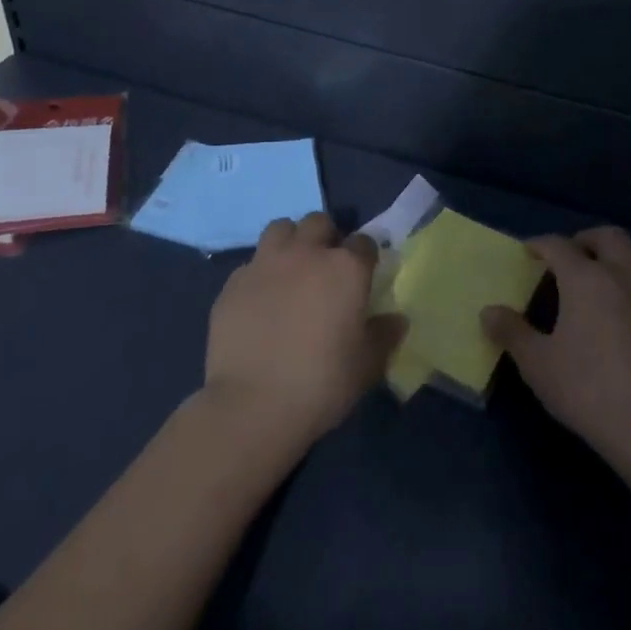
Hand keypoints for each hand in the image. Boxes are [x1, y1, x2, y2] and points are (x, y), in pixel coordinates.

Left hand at [202, 213, 404, 447]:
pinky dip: (260, 274)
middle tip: (325, 267)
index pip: (364, 242)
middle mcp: (306, 254)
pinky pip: (251, 264)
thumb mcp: (367, 365)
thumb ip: (384, 335)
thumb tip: (397, 320)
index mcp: (346, 268)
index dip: (365, 256)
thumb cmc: (321, 384)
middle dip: (325, 237)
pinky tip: (260, 301)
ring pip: (280, 228)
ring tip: (290, 270)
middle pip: (319, 222)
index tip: (364, 275)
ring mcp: (266, 264)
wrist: (252, 407)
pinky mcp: (233, 283)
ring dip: (289, 242)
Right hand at [482, 227, 630, 467]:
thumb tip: (488, 312)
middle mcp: (621, 275)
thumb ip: (512, 332)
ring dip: (615, 255)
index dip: (540, 244)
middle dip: (585, 239)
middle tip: (568, 257)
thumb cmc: (586, 389)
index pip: (559, 245)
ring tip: (598, 276)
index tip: (528, 251)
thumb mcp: (537, 364)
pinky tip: (622, 310)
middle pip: (608, 237)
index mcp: (586, 278)